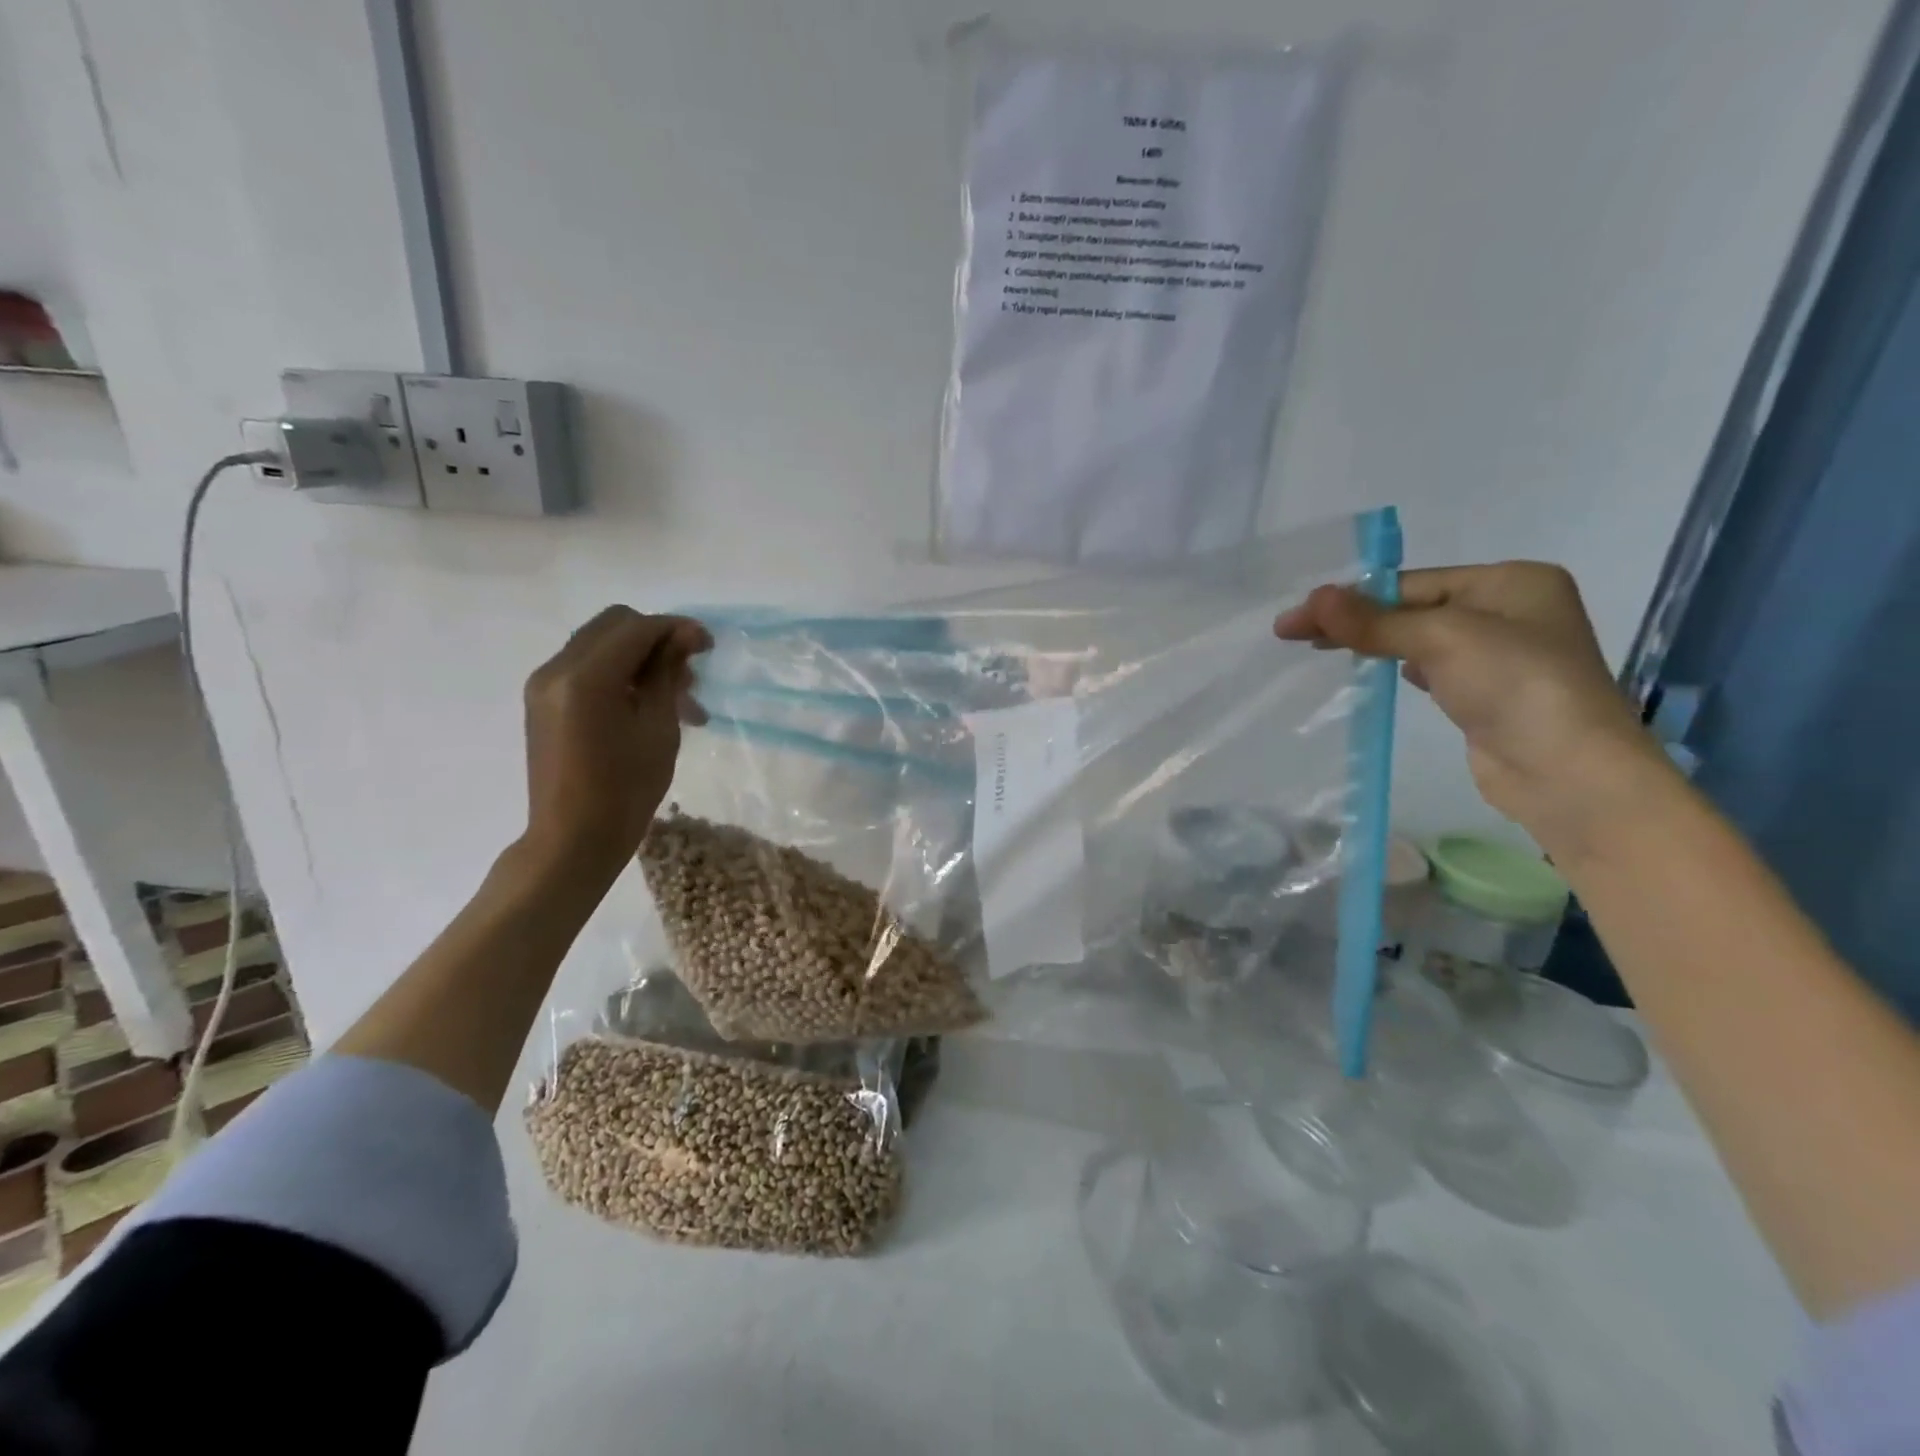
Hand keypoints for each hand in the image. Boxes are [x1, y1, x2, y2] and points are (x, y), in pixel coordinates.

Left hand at [520, 607, 710, 885]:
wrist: (573, 839)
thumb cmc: (626, 790)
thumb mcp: (659, 729)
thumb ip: (667, 675)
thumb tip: (682, 638)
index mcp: (586, 677)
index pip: (637, 628)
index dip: (676, 629)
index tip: (709, 646)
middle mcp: (556, 669)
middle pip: (613, 625)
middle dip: (656, 638)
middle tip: (689, 669)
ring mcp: (544, 684)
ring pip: (599, 644)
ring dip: (639, 657)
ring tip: (677, 696)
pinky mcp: (543, 701)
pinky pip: (585, 667)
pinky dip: (618, 672)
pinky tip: (646, 704)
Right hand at [1275, 563, 1670, 848]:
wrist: (1567, 773)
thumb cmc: (1515, 686)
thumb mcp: (1441, 640)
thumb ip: (1374, 620)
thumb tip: (1312, 598)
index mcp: (1511, 581)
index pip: (1412, 582)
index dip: (1350, 598)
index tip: (1296, 617)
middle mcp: (1509, 610)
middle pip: (1413, 606)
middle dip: (1355, 618)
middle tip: (1293, 633)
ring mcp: (1500, 655)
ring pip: (1418, 637)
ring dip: (1371, 640)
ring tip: (1321, 648)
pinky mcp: (1486, 694)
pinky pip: (1430, 667)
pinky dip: (1396, 665)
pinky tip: (1373, 670)